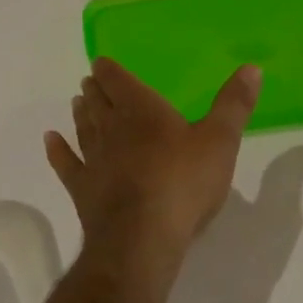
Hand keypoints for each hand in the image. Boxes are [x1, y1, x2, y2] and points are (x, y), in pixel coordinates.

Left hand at [46, 58, 261, 282]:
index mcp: (142, 110)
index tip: (100, 63)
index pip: (118, 80)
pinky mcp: (83, 191)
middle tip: (89, 82)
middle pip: (98, 102)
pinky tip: (50, 140)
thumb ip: (233, 104)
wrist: (142, 239)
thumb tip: (252, 67)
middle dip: (95, 91)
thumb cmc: (183, 183)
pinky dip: (57, 150)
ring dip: (80, 114)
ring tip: (75, 102)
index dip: (109, 70)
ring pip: (83, 128)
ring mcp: (94, 160)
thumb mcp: (220, 140)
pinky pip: (66, 165)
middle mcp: (112, 128)